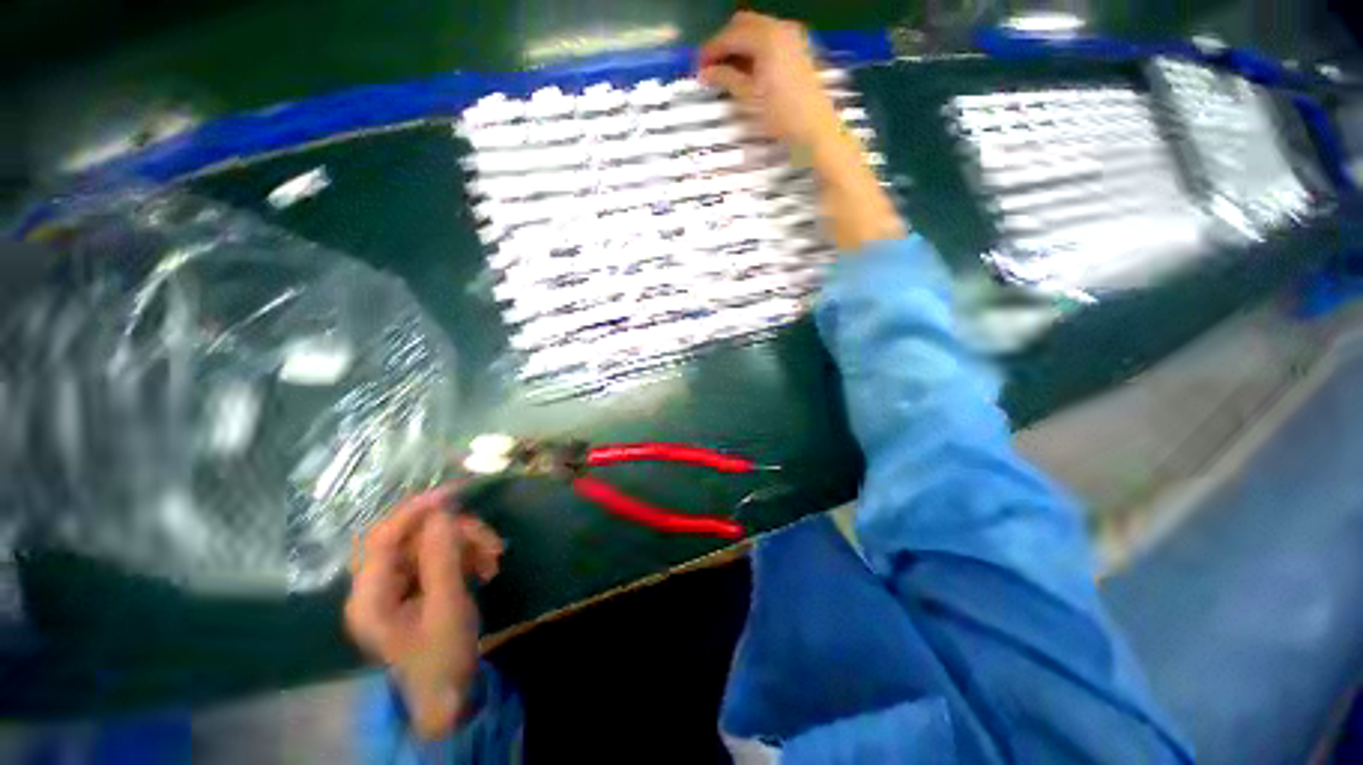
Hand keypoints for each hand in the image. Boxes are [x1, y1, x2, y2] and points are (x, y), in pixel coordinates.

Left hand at [345, 485, 503, 738]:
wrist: (449, 692)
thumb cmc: (443, 656)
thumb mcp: (448, 607)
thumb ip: (442, 558)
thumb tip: (442, 513)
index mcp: (370, 597)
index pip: (382, 539)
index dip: (414, 511)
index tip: (453, 494)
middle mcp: (377, 586)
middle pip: (413, 538)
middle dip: (456, 535)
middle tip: (492, 544)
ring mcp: (397, 585)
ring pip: (432, 543)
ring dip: (468, 545)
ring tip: (493, 560)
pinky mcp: (416, 584)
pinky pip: (441, 555)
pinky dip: (466, 555)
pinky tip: (486, 567)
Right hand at [697, 11, 842, 154]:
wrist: (814, 129)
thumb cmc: (780, 115)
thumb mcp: (749, 97)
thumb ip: (725, 78)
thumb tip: (705, 72)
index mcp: (766, 37)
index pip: (730, 35)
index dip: (711, 50)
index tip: (698, 67)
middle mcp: (780, 28)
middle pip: (743, 24)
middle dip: (724, 43)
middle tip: (711, 67)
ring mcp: (792, 36)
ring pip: (757, 30)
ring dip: (739, 46)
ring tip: (726, 72)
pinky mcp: (798, 48)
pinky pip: (770, 39)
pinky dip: (754, 49)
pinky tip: (747, 70)